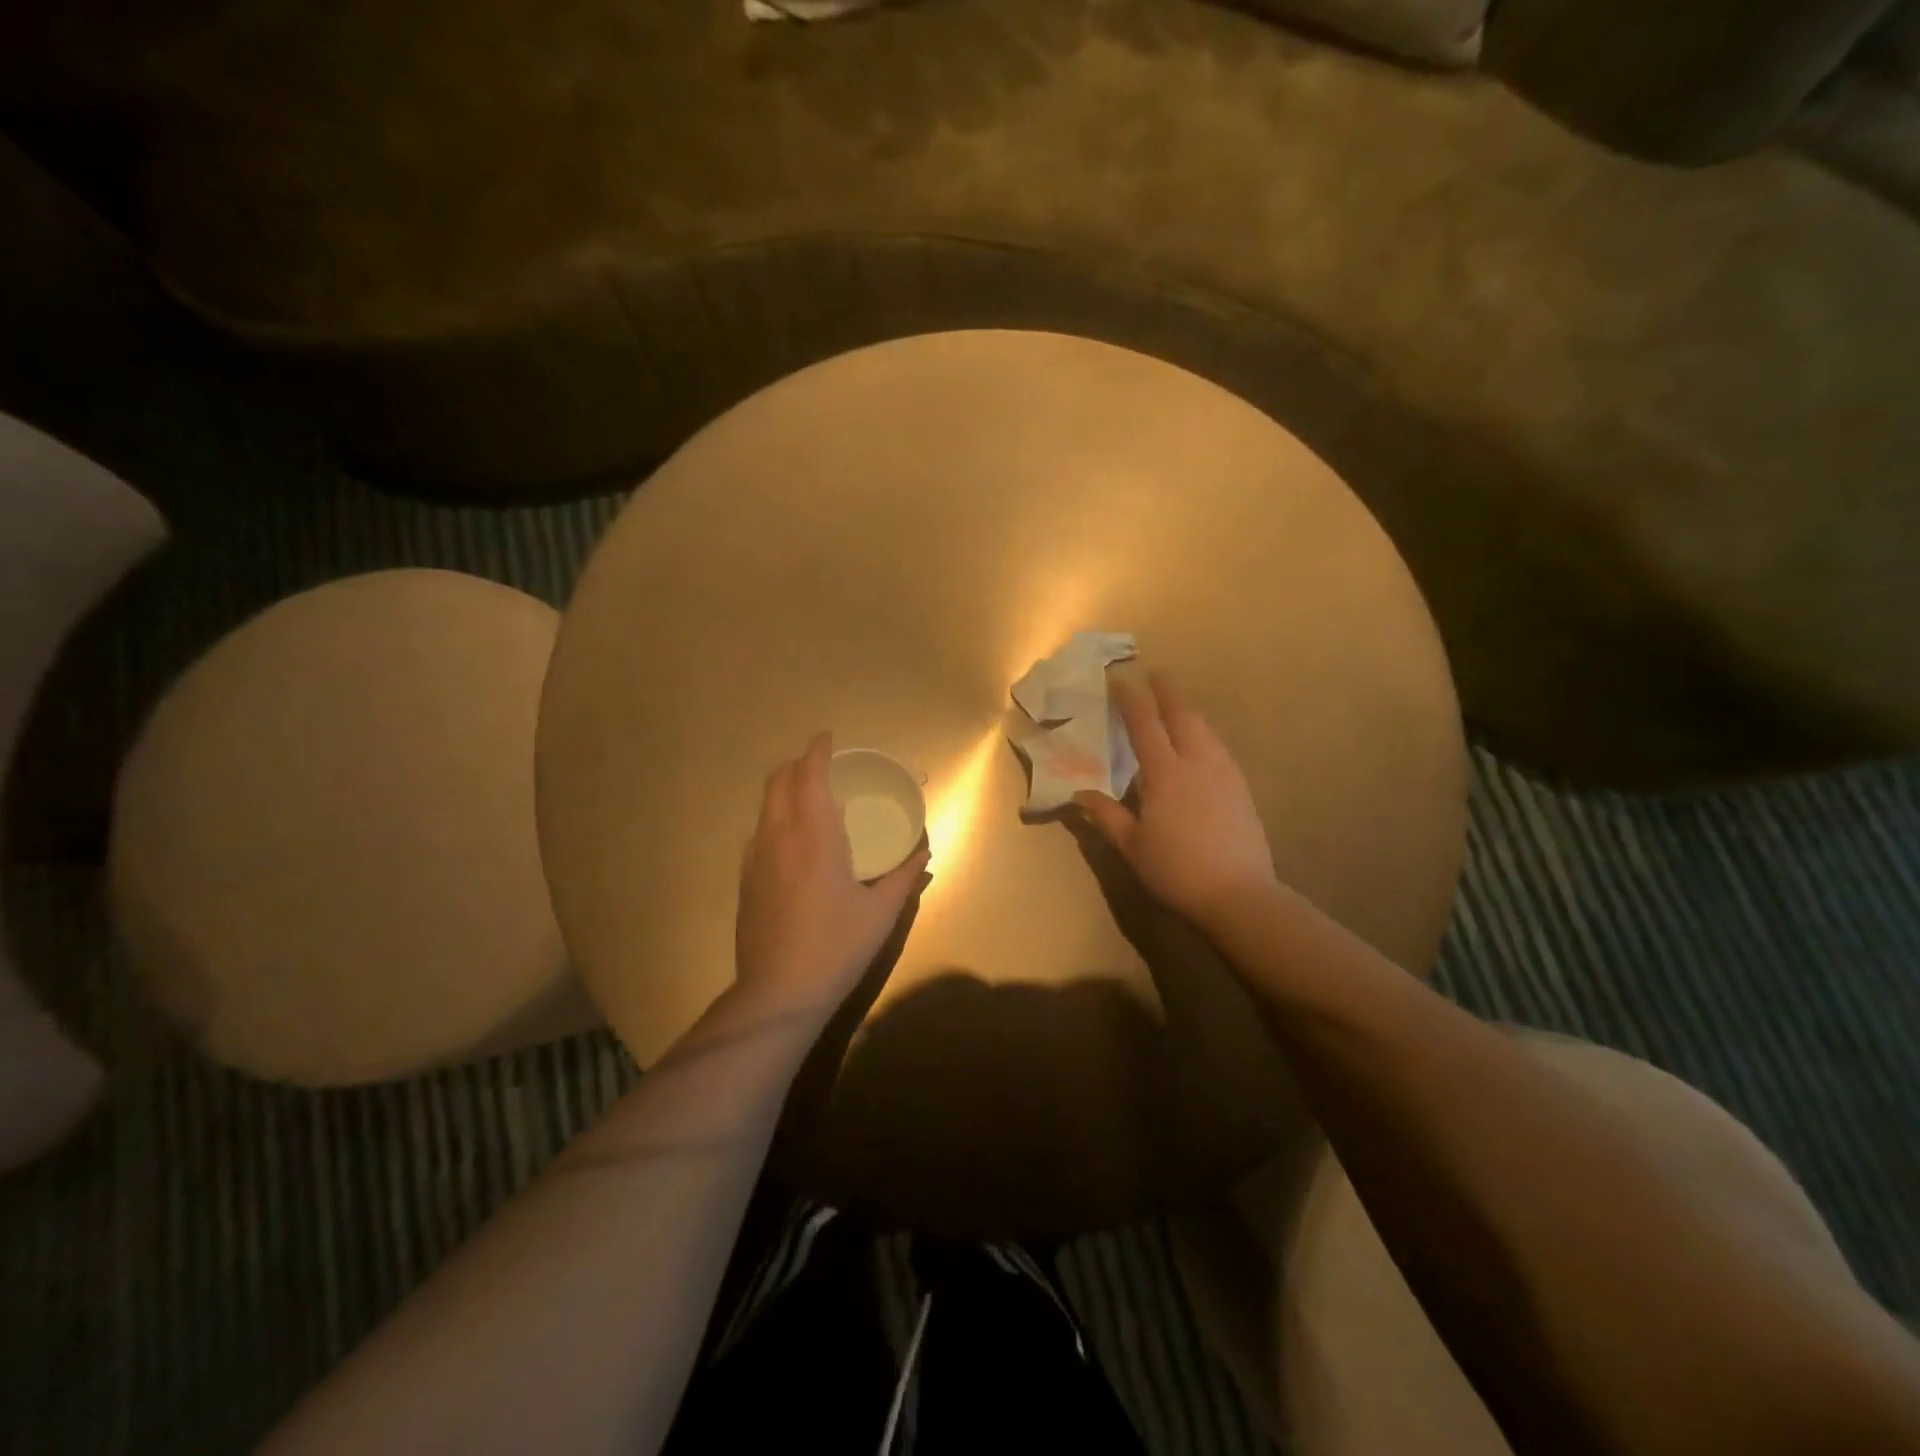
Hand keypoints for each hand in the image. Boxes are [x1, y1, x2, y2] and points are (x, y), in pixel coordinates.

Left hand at [735, 732, 929, 1019]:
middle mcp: (780, 836)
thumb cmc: (837, 947)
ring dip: (784, 789)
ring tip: (809, 798)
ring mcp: (756, 858)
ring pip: (765, 805)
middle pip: (778, 781)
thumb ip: (904, 874)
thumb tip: (924, 848)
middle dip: (797, 763)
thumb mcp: (881, 912)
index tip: (828, 737)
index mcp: (816, 837)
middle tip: (821, 765)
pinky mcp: (745, 879)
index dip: (817, 751)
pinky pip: (759, 831)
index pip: (810, 776)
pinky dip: (775, 817)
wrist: (778, 993)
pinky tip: (793, 841)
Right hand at [1073, 673, 1277, 926]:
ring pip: (1206, 729)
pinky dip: (1204, 733)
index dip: (1131, 700)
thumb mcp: (1132, 845)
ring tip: (1177, 704)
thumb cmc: (1176, 870)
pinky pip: (1219, 747)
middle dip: (1168, 691)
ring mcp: (1224, 773)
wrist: (1239, 894)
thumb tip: (1079, 792)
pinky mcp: (1241, 788)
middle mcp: (1197, 762)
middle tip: (1157, 673)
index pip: (1144, 725)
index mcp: (1165, 773)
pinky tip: (1202, 743)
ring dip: (1189, 710)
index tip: (1120, 679)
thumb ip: (1106, 815)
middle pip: (1183, 715)